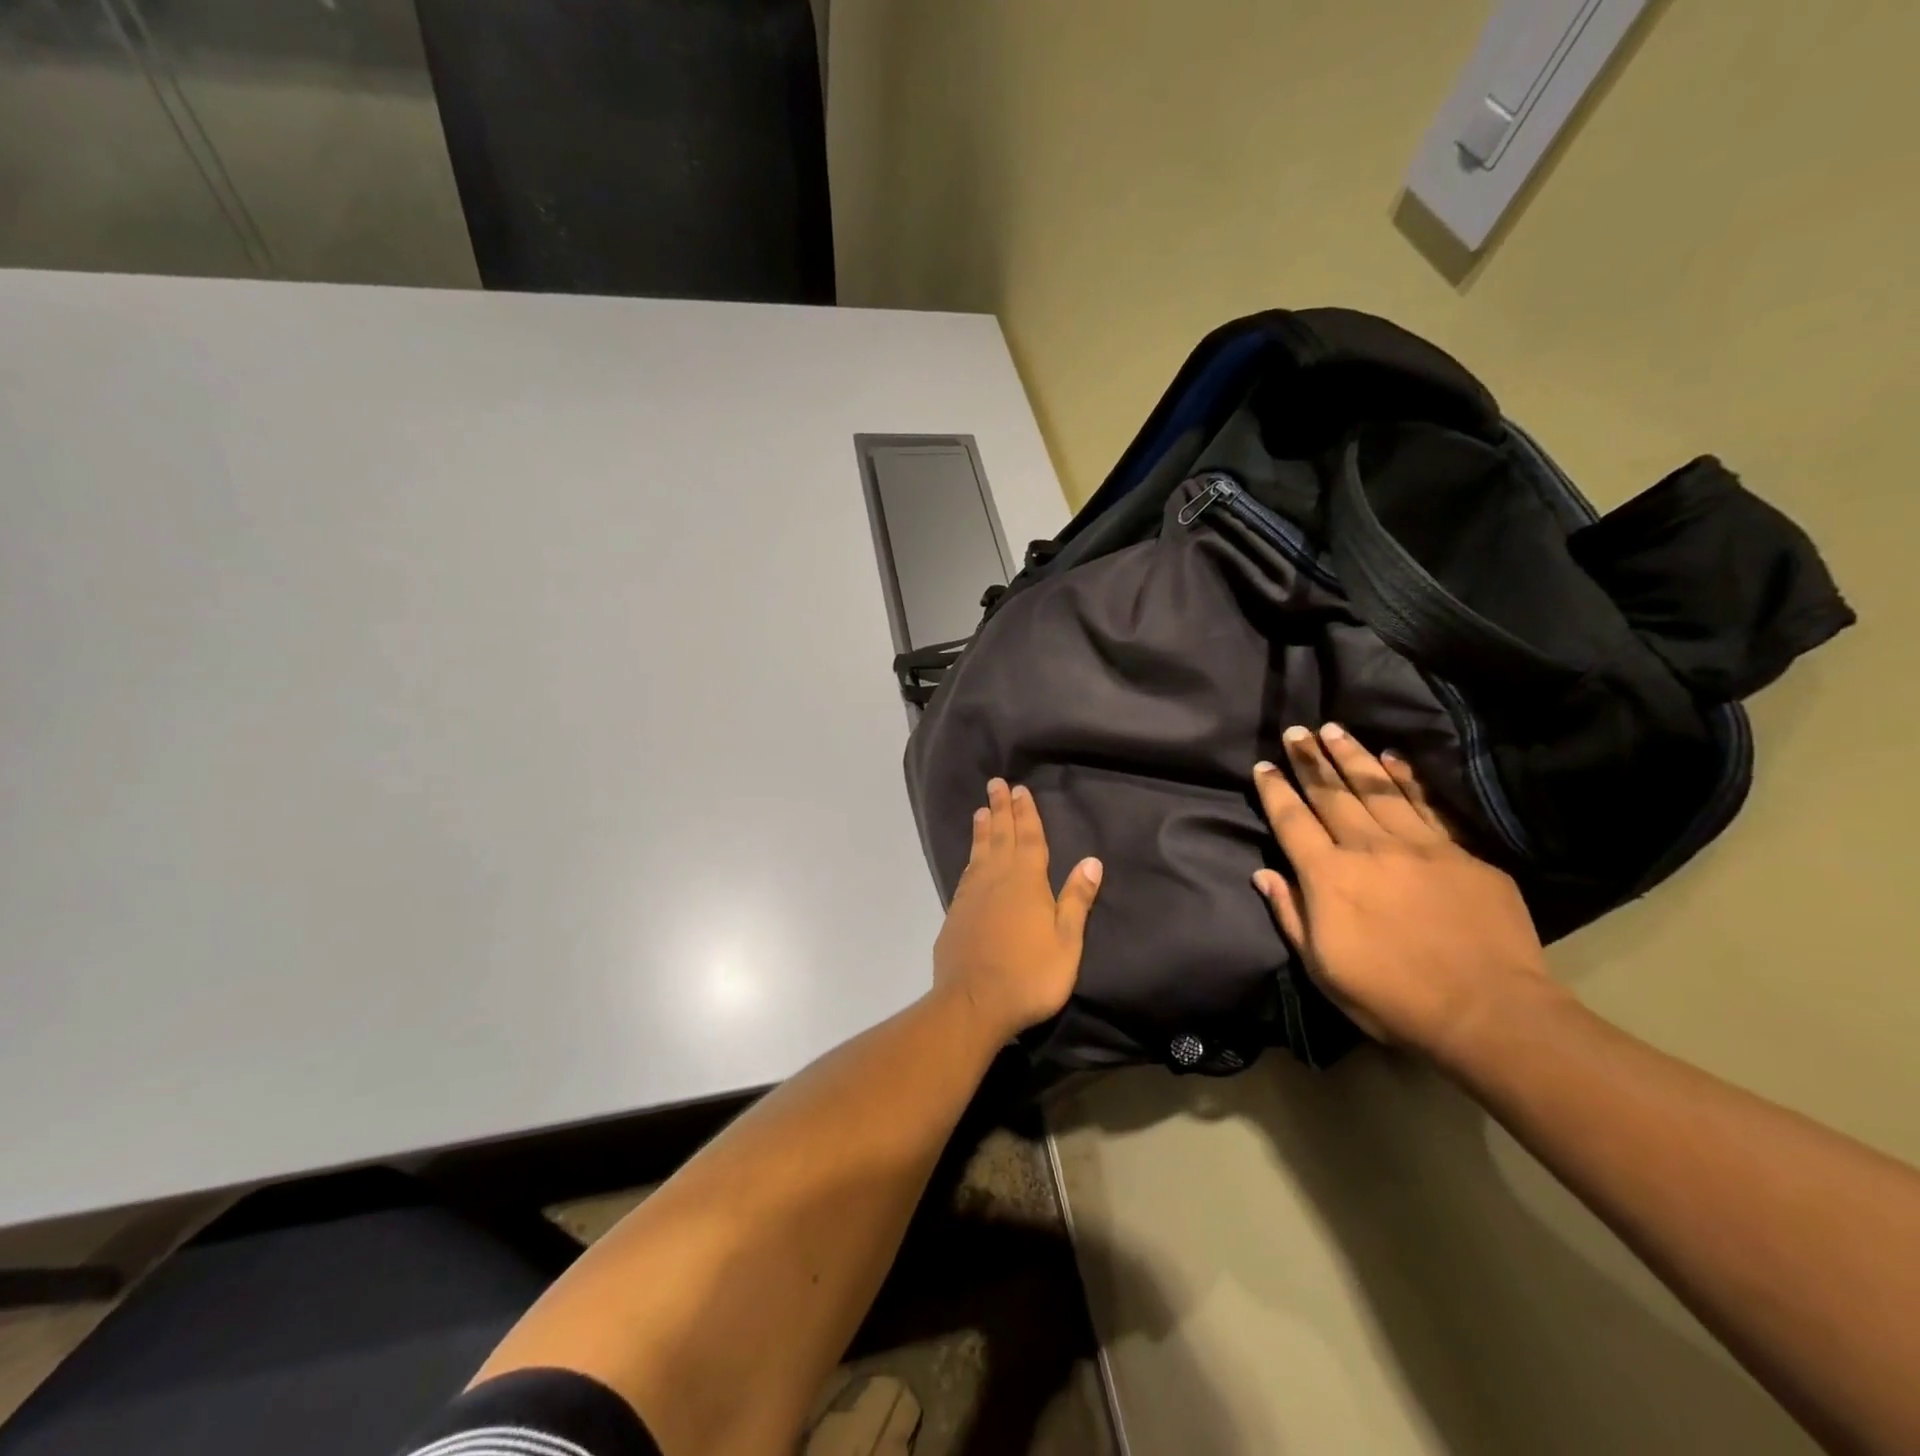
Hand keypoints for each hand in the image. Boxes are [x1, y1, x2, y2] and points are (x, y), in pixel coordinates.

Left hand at [932, 778, 1103, 1046]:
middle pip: (1000, 837)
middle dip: (1000, 809)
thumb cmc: (1030, 975)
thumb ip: (1076, 900)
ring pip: (979, 852)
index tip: (1020, 790)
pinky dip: (970, 858)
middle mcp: (996, 880)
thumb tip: (1091, 861)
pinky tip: (972, 859)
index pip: (1029, 839)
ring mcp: (971, 896)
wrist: (973, 1004)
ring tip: (981, 810)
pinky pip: (966, 874)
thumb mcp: (1066, 942)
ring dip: (982, 829)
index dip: (1026, 813)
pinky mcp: (955, 914)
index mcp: (1026, 882)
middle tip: (996, 784)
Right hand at [1251, 724, 1557, 1062]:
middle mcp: (1368, 849)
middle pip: (1332, 794)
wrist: (1488, 1013)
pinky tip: (1394, 758)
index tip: (1264, 765)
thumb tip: (1264, 874)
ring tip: (1334, 729)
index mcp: (1329, 877)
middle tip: (1296, 730)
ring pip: (1377, 789)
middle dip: (1310, 760)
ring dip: (1352, 756)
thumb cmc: (1391, 997)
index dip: (1275, 791)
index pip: (1292, 821)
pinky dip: (1407, 779)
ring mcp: (1419, 847)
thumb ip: (1291, 914)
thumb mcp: (1322, 967)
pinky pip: (1427, 805)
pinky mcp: (1461, 854)